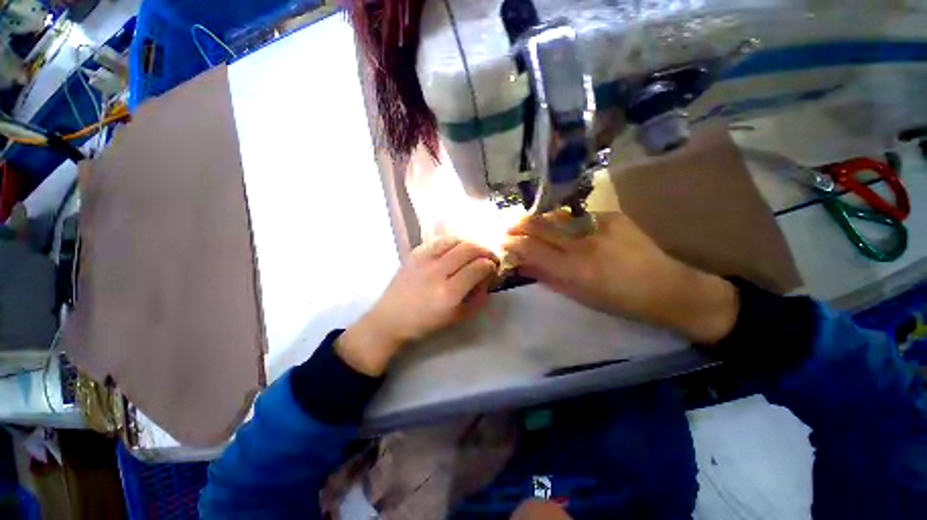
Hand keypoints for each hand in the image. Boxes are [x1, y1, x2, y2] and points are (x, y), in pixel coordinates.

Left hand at [337, 237, 497, 375]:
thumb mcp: (457, 318)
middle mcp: (437, 272)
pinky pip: (439, 240)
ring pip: (455, 240)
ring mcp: (423, 260)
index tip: (493, 268)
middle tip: (489, 257)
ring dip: (470, 243)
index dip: (490, 265)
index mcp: (448, 293)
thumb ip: (477, 299)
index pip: (478, 268)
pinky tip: (456, 248)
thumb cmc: (425, 323)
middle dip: (485, 250)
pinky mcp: (414, 254)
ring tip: (474, 251)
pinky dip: (453, 241)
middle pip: (468, 249)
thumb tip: (488, 280)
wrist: (390, 318)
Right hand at [503, 211, 737, 343]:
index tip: (503, 241)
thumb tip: (522, 264)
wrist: (667, 288)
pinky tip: (560, 224)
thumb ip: (546, 276)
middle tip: (508, 226)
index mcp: (574, 269)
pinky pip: (577, 215)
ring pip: (556, 216)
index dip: (513, 242)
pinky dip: (562, 220)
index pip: (532, 248)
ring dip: (538, 220)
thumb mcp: (577, 295)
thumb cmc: (618, 301)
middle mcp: (583, 243)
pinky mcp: (612, 216)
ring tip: (529, 223)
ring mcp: (599, 226)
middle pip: (540, 226)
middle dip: (519, 225)